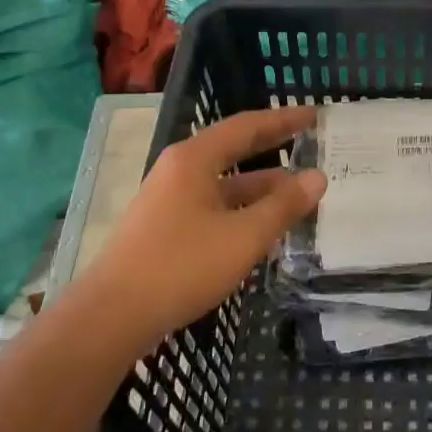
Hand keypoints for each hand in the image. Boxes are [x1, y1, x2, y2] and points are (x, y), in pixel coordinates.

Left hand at [75, 107, 325, 347]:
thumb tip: (318, 177)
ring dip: (261, 187)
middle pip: (234, 151)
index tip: (313, 116)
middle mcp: (179, 171)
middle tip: (310, 145)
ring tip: (299, 194)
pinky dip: (243, 210)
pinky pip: (213, 207)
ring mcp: (169, 200)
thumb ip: (283, 206)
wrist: (112, 315)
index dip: (283, 120)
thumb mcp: (244, 236)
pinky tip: (263, 227)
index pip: (247, 126)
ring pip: (225, 184)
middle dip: (273, 149)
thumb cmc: (182, 265)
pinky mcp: (165, 228)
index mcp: (195, 159)